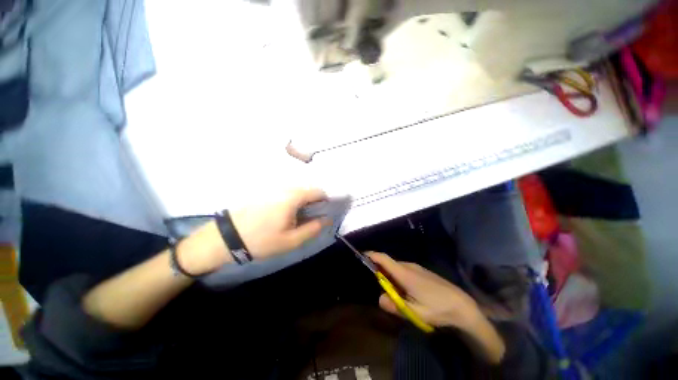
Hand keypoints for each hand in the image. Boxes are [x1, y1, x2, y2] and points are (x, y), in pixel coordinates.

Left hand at [179, 189, 327, 274]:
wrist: (226, 237)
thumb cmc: (261, 240)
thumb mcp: (291, 240)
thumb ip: (312, 228)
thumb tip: (327, 219)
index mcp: (292, 197)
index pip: (318, 191)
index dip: (325, 201)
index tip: (323, 212)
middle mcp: (284, 187)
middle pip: (307, 189)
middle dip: (313, 201)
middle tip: (309, 216)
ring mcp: (273, 187)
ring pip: (296, 190)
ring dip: (301, 200)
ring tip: (297, 215)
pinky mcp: (265, 190)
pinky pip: (285, 191)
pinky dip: (291, 199)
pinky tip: (283, 212)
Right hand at [370, 253, 505, 363]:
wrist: (462, 305)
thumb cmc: (438, 308)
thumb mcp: (415, 312)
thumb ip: (395, 306)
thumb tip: (379, 298)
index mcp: (404, 273)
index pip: (383, 258)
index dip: (371, 255)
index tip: (361, 256)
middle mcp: (409, 266)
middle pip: (388, 263)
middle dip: (380, 271)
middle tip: (379, 287)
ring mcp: (416, 267)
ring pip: (396, 267)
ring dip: (390, 275)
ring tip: (393, 292)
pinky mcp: (421, 271)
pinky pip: (404, 269)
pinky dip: (398, 276)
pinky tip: (405, 291)